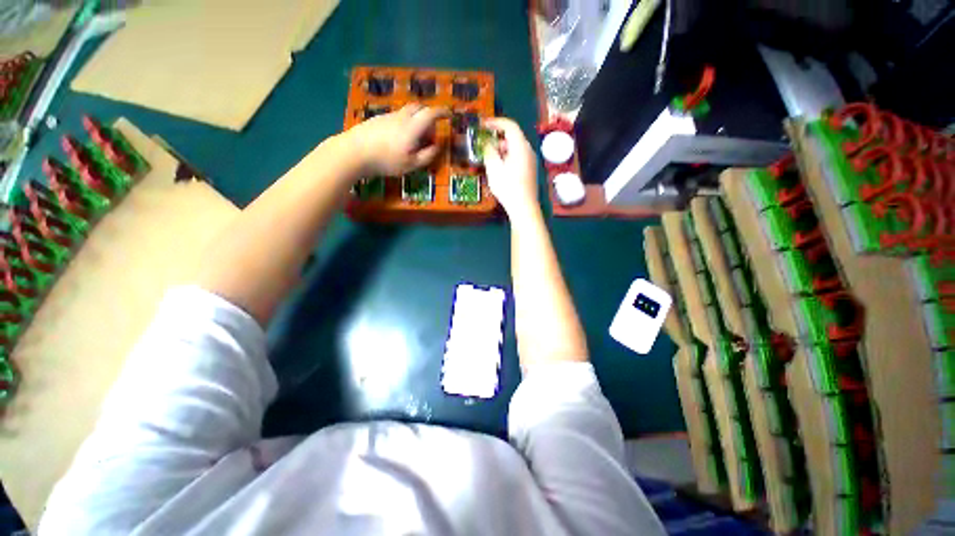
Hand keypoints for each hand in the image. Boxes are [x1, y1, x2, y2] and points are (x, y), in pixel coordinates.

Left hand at [346, 104, 448, 176]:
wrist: (354, 152)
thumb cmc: (387, 161)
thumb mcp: (412, 164)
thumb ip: (427, 155)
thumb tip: (437, 146)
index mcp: (412, 127)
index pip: (431, 113)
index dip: (442, 112)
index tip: (449, 114)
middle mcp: (401, 117)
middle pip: (419, 107)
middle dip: (429, 116)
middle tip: (430, 133)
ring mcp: (388, 116)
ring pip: (407, 112)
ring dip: (416, 121)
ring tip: (413, 141)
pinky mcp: (378, 119)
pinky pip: (397, 117)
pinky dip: (404, 124)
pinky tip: (398, 140)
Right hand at [482, 117, 539, 219]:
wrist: (523, 207)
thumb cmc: (507, 186)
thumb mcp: (493, 167)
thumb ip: (489, 151)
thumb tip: (487, 142)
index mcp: (520, 146)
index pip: (510, 126)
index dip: (496, 122)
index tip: (483, 125)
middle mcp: (528, 150)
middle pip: (513, 137)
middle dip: (497, 138)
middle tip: (485, 144)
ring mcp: (531, 161)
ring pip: (515, 148)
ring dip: (502, 149)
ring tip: (490, 159)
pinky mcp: (530, 171)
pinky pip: (518, 157)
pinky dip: (507, 157)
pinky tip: (500, 169)